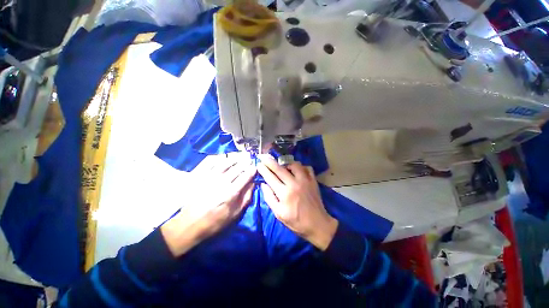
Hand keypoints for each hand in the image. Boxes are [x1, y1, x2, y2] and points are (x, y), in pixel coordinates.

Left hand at [161, 154, 255, 256]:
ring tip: (240, 156)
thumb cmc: (215, 221)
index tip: (255, 167)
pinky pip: (210, 161)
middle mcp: (221, 182)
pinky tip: (223, 157)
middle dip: (246, 162)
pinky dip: (218, 157)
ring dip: (234, 157)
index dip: (252, 170)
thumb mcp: (235, 214)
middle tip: (249, 159)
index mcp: (230, 193)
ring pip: (225, 161)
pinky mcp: (198, 175)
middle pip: (237, 167)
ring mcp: (208, 177)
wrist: (189, 224)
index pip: (245, 176)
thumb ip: (246, 197)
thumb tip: (253, 183)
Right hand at [257, 155, 337, 250]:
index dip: (263, 170)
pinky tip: (298, 170)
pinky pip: (307, 168)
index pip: (271, 177)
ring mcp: (305, 180)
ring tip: (283, 166)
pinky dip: (301, 167)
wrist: (318, 224)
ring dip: (287, 164)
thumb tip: (263, 184)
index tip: (258, 164)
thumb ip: (269, 198)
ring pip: (294, 165)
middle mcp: (294, 183)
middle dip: (270, 161)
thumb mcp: (279, 214)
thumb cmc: (296, 221)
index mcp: (284, 193)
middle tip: (264, 156)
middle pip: (280, 169)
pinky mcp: (313, 181)